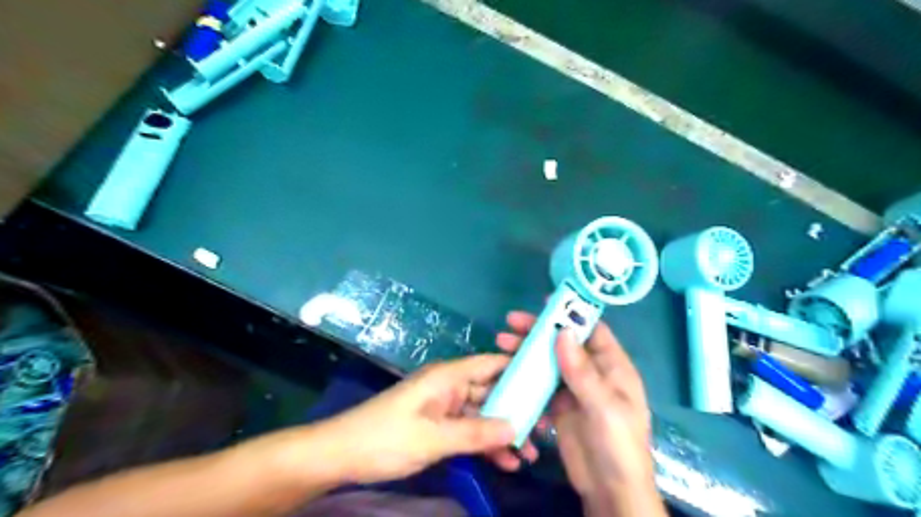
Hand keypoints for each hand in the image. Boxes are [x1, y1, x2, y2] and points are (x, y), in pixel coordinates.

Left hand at [306, 354, 541, 486]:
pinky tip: (504, 463)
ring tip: (528, 455)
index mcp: (448, 376)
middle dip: (516, 410)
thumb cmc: (386, 438)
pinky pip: (468, 431)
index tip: (547, 383)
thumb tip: (517, 427)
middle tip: (544, 429)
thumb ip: (476, 433)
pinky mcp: (438, 425)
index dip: (519, 369)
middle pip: (491, 391)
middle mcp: (449, 386)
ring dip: (502, 432)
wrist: (342, 455)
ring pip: (482, 415)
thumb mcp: (433, 438)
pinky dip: (484, 444)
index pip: (491, 364)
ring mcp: (444, 407)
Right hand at [498, 311, 661, 516]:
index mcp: (613, 367)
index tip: (545, 302)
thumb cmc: (618, 444)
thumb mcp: (604, 407)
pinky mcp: (559, 406)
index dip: (572, 314)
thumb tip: (563, 332)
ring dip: (527, 352)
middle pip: (564, 344)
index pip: (593, 330)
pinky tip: (508, 371)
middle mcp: (593, 373)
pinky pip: (541, 384)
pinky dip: (526, 376)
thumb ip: (583, 371)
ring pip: (549, 362)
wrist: (610, 491)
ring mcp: (574, 390)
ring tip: (501, 343)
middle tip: (511, 322)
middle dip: (538, 332)